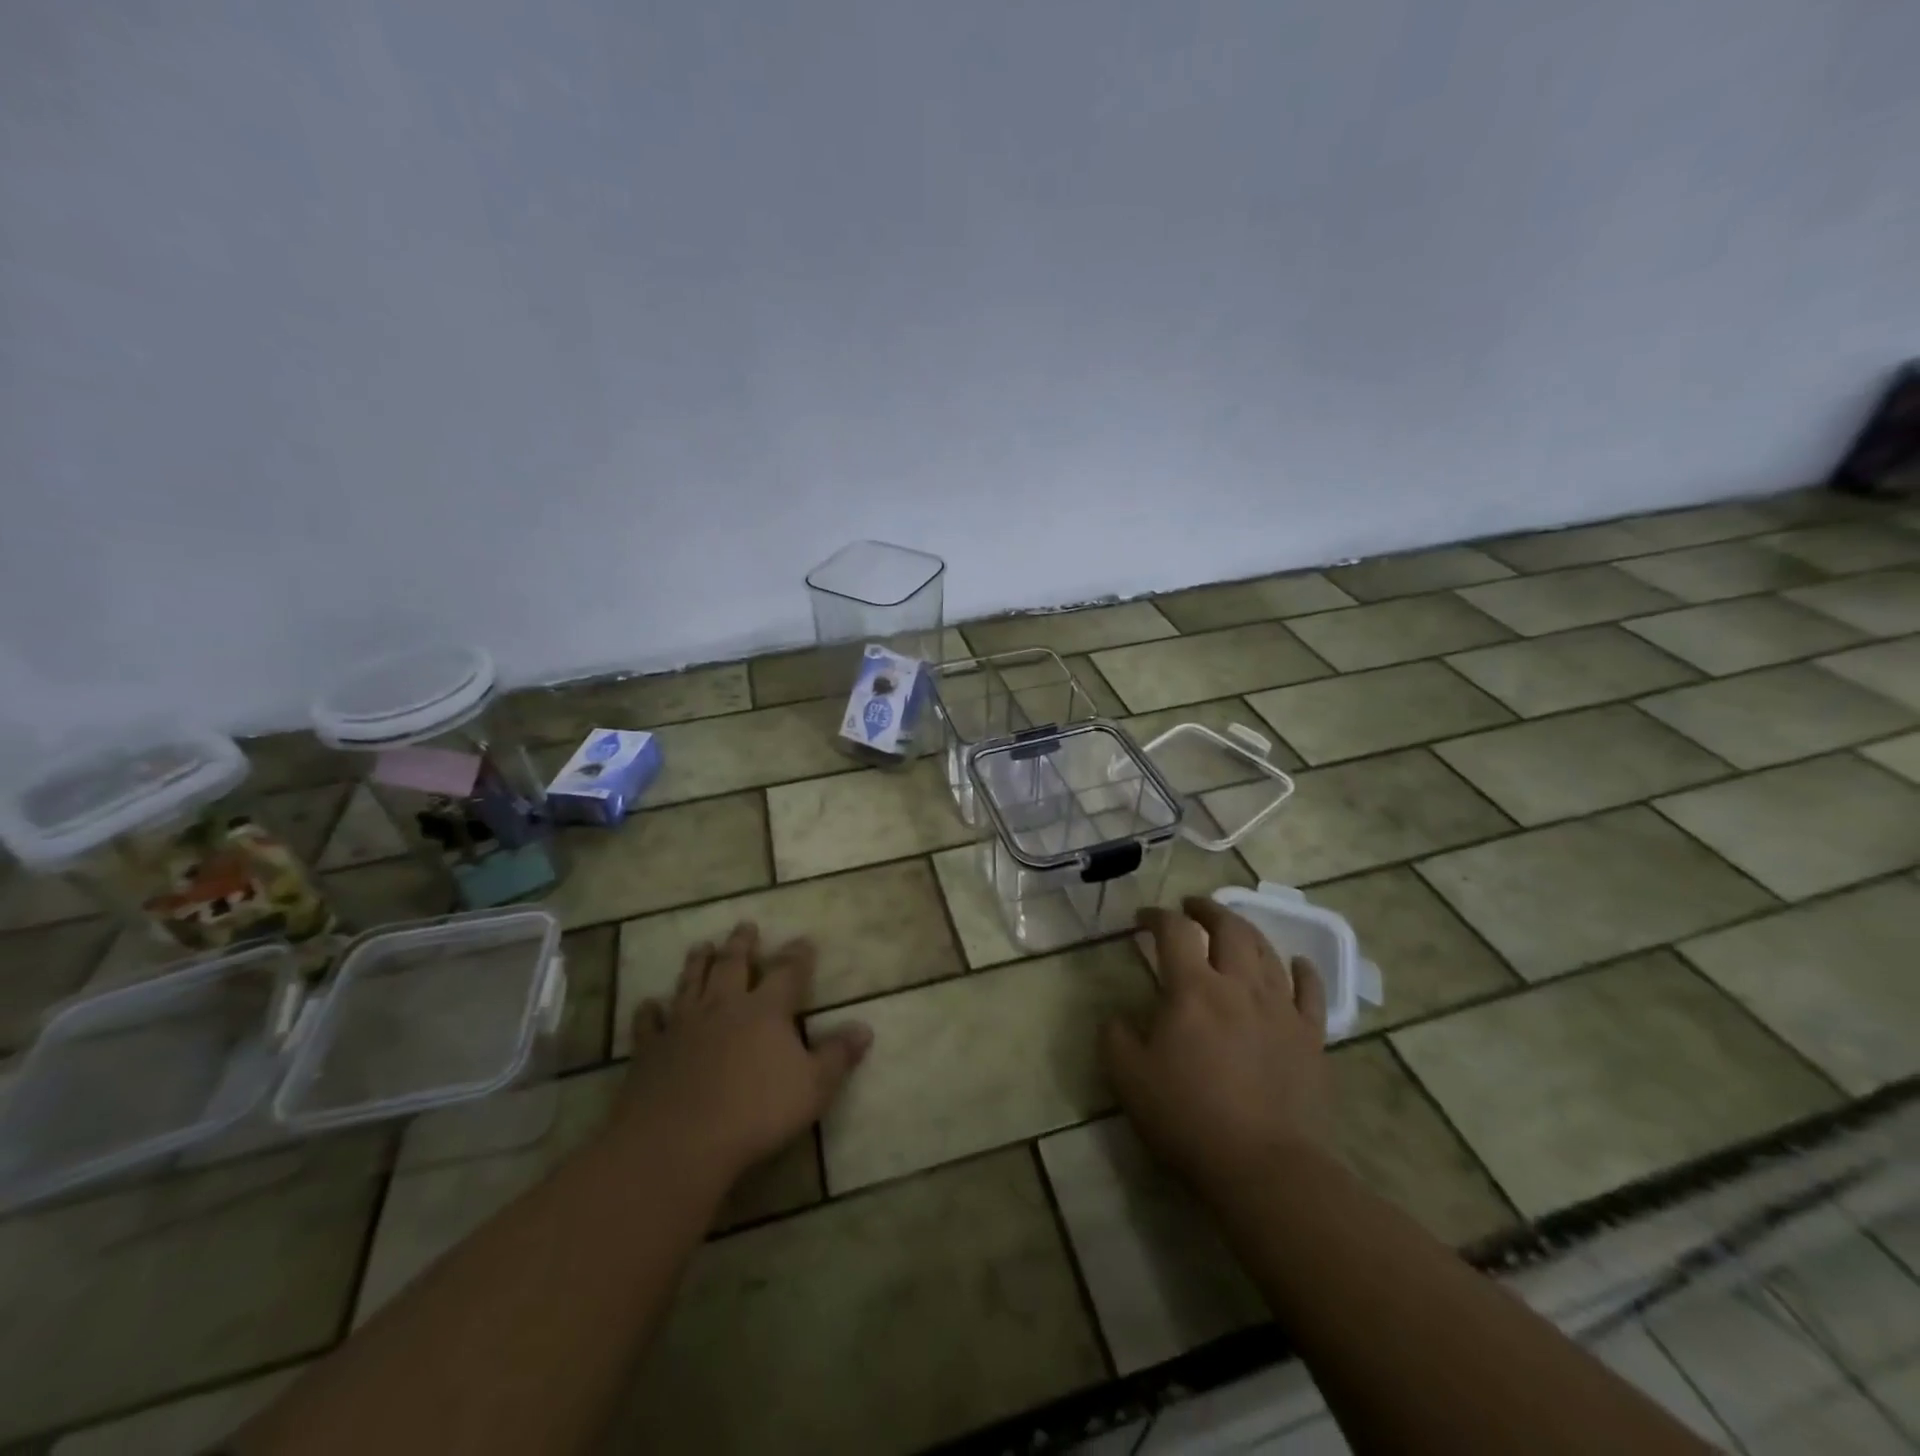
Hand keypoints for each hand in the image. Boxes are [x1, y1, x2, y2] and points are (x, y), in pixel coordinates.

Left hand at [615, 922, 871, 1185]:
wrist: (678, 1141)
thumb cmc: (755, 1113)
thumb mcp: (813, 1087)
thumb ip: (837, 1056)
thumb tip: (865, 1028)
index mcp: (766, 1010)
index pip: (787, 972)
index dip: (798, 955)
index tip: (804, 940)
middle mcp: (724, 1005)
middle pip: (733, 964)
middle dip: (742, 944)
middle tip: (745, 926)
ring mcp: (683, 1025)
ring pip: (691, 982)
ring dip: (697, 962)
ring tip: (702, 945)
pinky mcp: (650, 1050)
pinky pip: (649, 1023)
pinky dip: (649, 1011)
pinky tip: (649, 1004)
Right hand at [1103, 897, 1329, 1192]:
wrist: (1265, 1168)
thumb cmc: (1190, 1118)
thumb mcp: (1129, 1079)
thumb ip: (1116, 1037)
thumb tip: (1118, 1016)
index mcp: (1193, 989)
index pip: (1174, 932)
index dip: (1157, 917)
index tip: (1143, 920)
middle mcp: (1239, 986)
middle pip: (1229, 928)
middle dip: (1207, 910)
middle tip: (1192, 908)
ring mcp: (1281, 1009)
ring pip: (1267, 952)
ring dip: (1247, 932)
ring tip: (1234, 929)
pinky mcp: (1311, 1037)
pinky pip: (1311, 991)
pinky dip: (1303, 970)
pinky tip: (1296, 964)